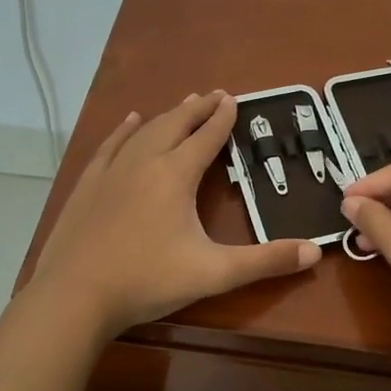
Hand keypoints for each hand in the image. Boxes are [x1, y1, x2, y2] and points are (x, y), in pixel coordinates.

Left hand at [31, 91, 321, 337]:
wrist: (74, 296)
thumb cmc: (147, 280)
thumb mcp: (214, 273)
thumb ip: (265, 261)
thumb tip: (315, 251)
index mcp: (175, 175)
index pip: (205, 138)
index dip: (222, 118)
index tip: (233, 99)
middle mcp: (144, 162)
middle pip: (175, 124)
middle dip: (197, 109)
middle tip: (214, 94)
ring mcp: (111, 171)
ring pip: (144, 131)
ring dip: (167, 115)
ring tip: (182, 103)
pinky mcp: (88, 185)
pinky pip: (110, 145)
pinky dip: (124, 130)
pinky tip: (129, 121)